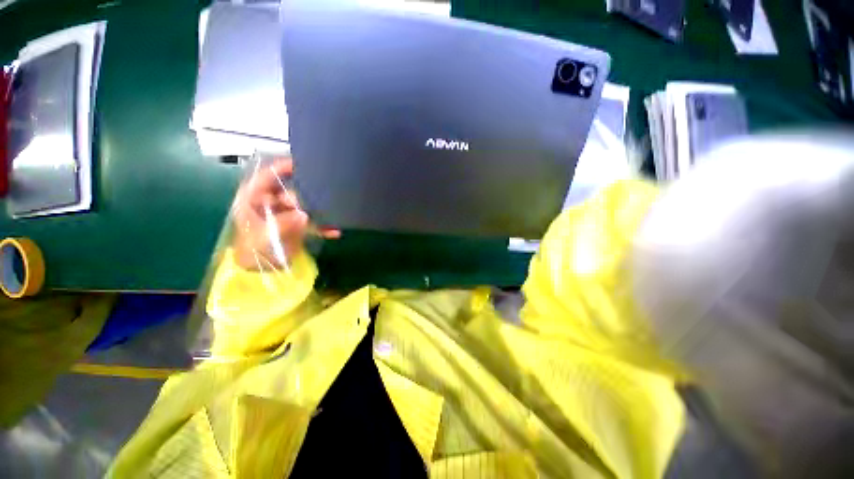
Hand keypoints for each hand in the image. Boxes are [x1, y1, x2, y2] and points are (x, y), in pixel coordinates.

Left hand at [232, 157, 339, 270]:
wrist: (259, 270)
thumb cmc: (252, 250)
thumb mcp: (264, 236)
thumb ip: (283, 224)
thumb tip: (304, 215)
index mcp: (254, 199)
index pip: (267, 177)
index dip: (282, 168)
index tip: (302, 163)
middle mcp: (272, 203)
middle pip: (291, 192)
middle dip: (305, 195)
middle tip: (320, 199)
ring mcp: (287, 215)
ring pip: (305, 206)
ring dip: (318, 210)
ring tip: (333, 211)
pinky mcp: (298, 226)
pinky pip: (313, 223)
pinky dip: (324, 227)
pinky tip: (335, 232)